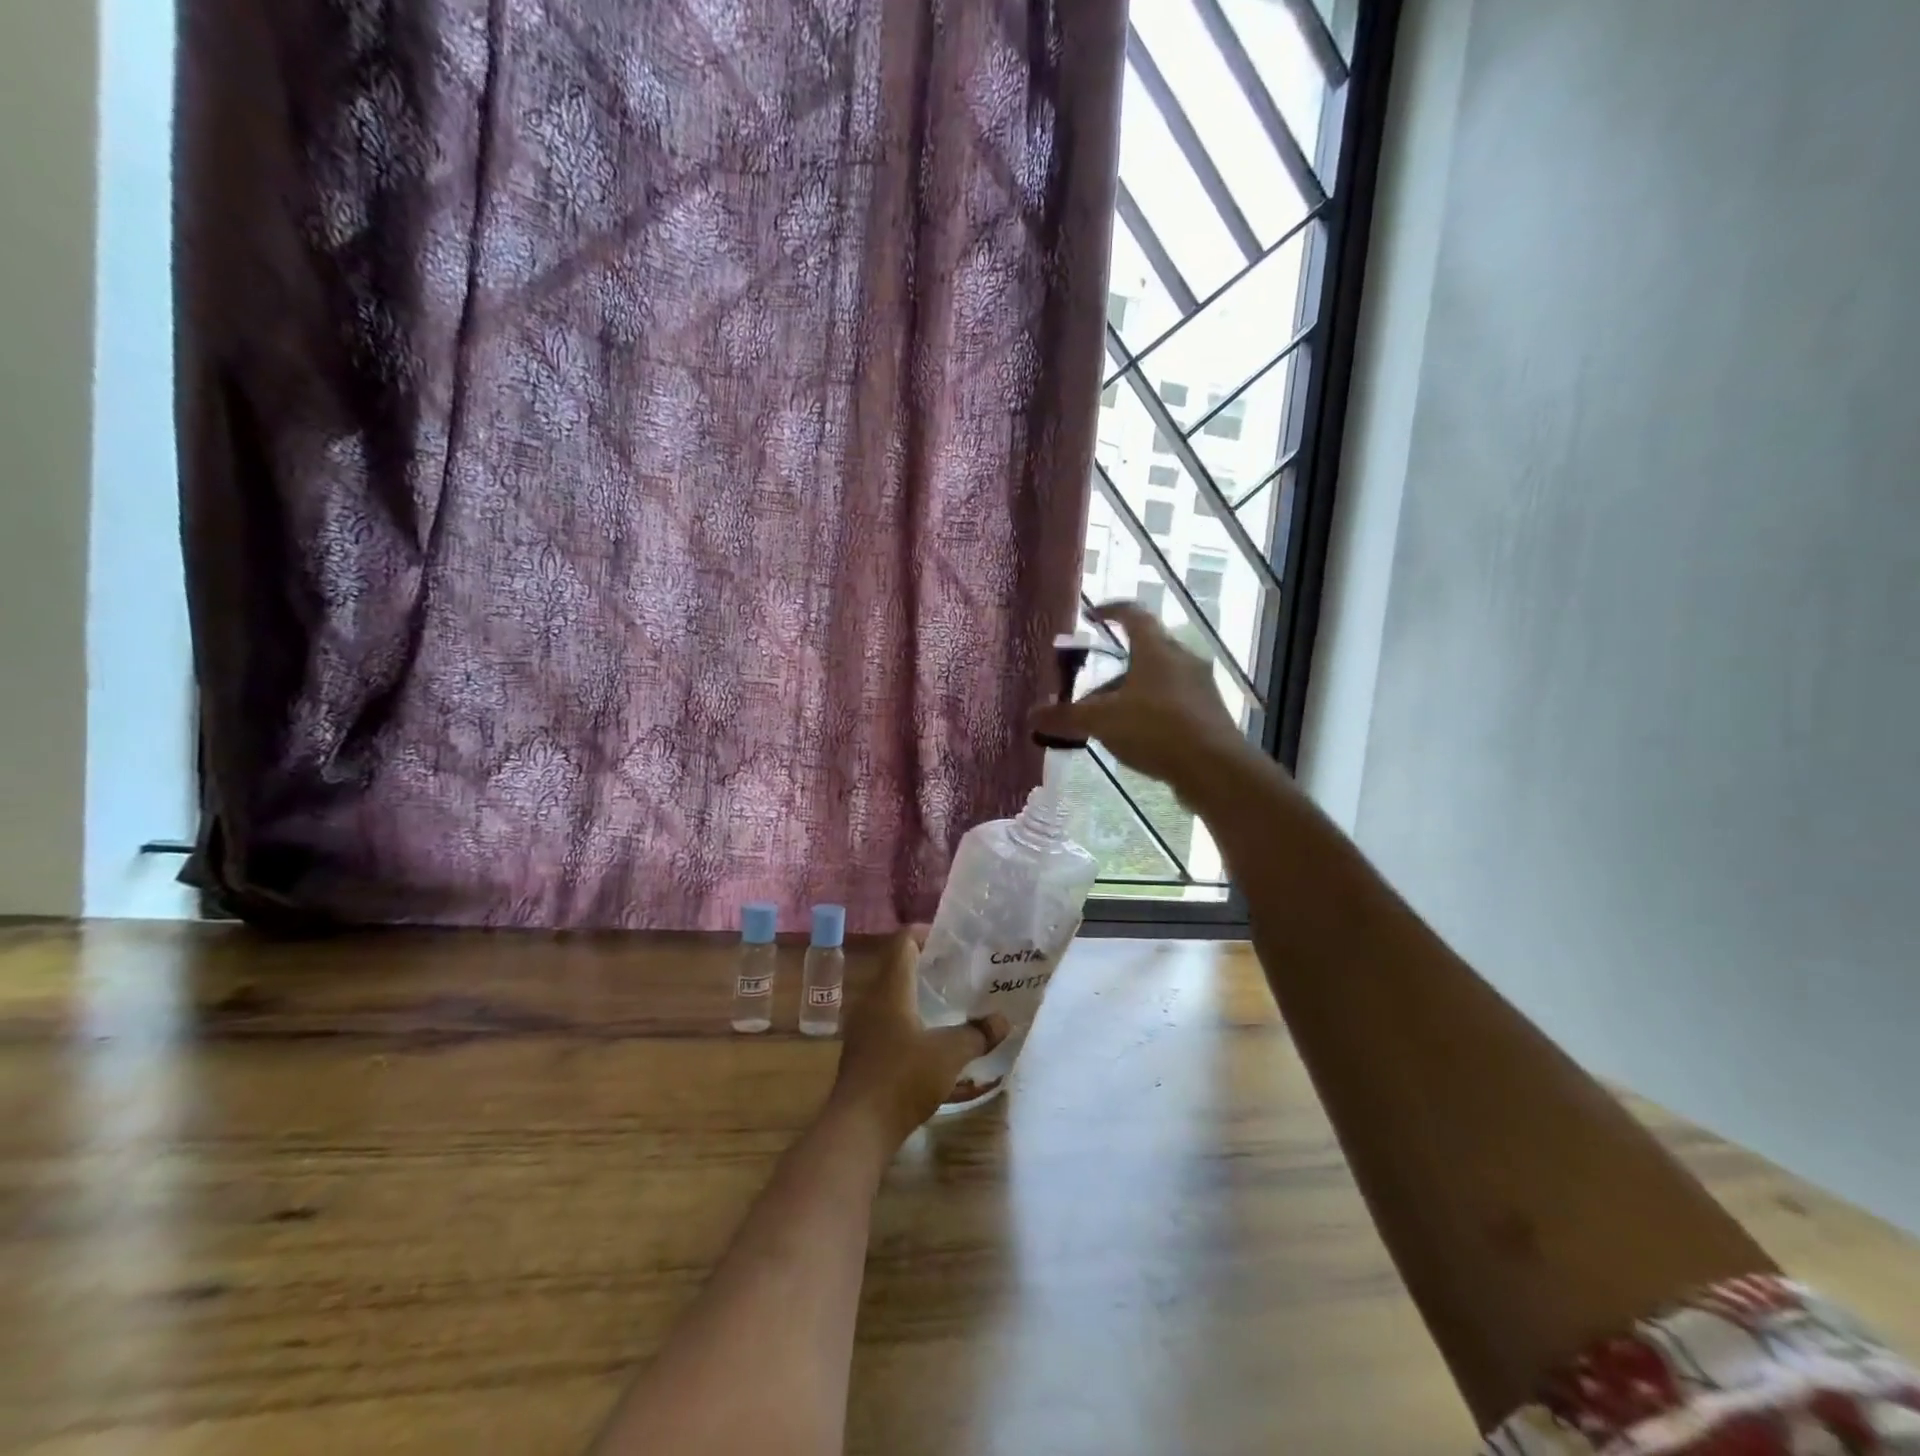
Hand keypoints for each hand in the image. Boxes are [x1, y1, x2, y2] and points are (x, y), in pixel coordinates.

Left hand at [830, 928, 1008, 1146]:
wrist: (857, 1129)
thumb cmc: (902, 1079)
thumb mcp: (949, 1055)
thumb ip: (977, 1034)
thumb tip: (1003, 1020)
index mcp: (890, 989)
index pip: (903, 942)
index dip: (926, 934)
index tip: (952, 940)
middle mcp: (872, 1002)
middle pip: (898, 969)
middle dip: (929, 966)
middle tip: (959, 971)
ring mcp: (864, 1030)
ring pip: (894, 1000)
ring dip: (921, 998)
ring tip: (951, 1004)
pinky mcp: (864, 1055)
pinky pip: (891, 1027)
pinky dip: (912, 1025)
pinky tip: (935, 1044)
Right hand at [1030, 602, 1253, 801]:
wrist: (1214, 769)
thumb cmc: (1156, 729)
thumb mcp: (1102, 722)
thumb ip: (1066, 717)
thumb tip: (1032, 716)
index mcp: (1156, 649)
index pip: (1133, 615)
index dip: (1111, 611)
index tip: (1092, 615)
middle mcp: (1182, 660)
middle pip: (1144, 652)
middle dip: (1114, 670)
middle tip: (1090, 691)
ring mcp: (1199, 687)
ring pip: (1158, 680)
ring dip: (1131, 694)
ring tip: (1108, 721)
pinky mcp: (1209, 714)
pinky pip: (1172, 704)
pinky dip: (1150, 712)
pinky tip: (1136, 738)